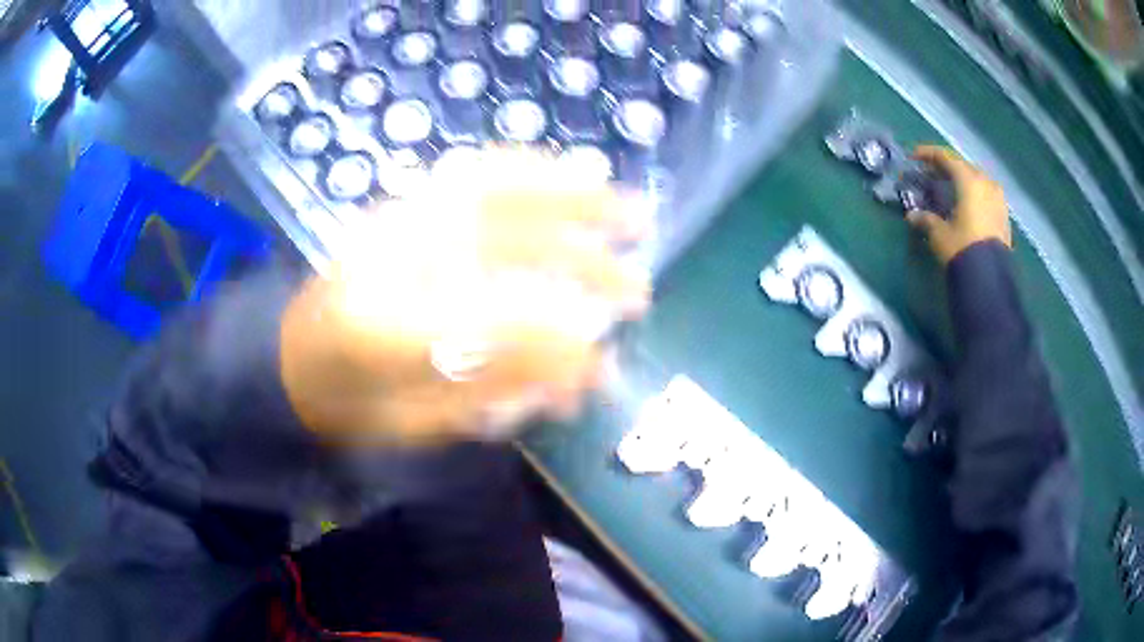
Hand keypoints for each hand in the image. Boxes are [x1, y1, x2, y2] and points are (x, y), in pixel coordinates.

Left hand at [280, 148, 651, 445]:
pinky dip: (530, 171)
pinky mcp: (402, 206)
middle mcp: (390, 259)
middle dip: (586, 268)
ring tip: (630, 209)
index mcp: (380, 327)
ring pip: (496, 188)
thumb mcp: (415, 423)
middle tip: (637, 292)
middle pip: (504, 246)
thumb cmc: (349, 401)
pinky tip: (571, 175)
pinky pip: (474, 175)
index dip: (558, 348)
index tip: (600, 368)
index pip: (492, 327)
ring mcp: (396, 219)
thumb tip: (579, 375)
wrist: (289, 358)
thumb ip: (494, 393)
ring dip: (574, 197)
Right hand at [906, 146, 1011, 264]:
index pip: (946, 157)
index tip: (914, 156)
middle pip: (962, 166)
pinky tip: (965, 206)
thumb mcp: (939, 234)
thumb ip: (926, 219)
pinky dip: (973, 195)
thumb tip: (912, 216)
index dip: (928, 154)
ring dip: (962, 182)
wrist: (989, 279)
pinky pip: (985, 196)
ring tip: (949, 190)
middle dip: (946, 168)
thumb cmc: (962, 247)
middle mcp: (985, 182)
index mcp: (968, 179)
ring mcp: (997, 199)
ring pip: (976, 181)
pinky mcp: (1003, 216)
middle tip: (931, 174)